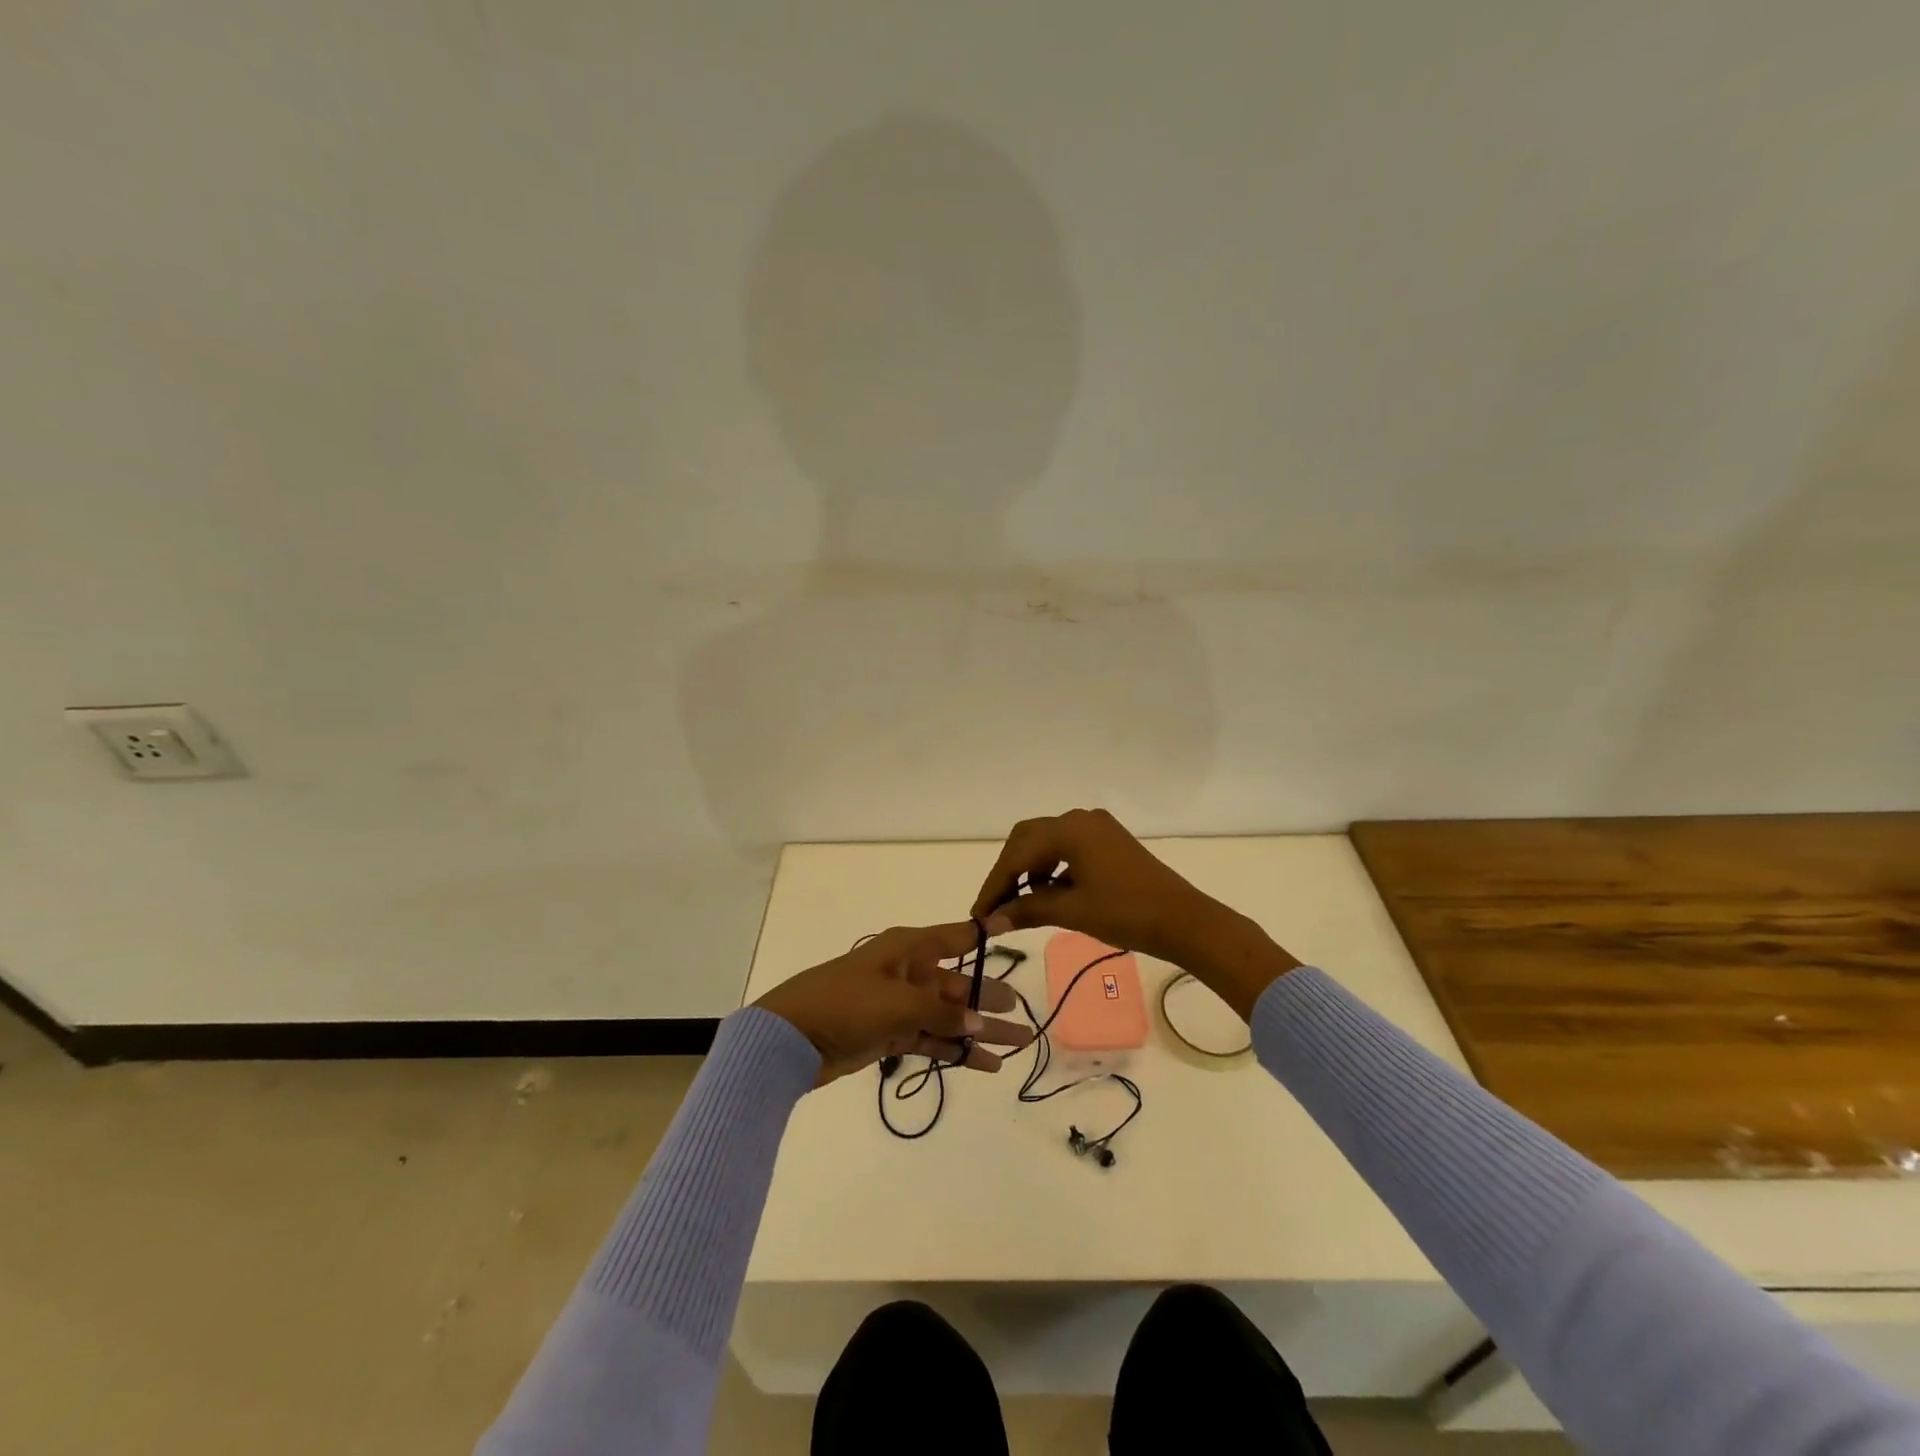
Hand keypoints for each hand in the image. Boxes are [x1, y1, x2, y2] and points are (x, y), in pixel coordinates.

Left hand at [754, 921, 1033, 1085]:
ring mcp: (899, 1005)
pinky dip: (955, 1051)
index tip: (1013, 929)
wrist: (790, 1038)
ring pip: (949, 1015)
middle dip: (990, 999)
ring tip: (1016, 1045)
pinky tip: (984, 1064)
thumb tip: (981, 1022)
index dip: (984, 935)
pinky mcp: (890, 1034)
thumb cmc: (845, 1003)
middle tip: (1024, 1015)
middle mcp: (909, 972)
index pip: (955, 937)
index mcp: (909, 949)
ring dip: (979, 1031)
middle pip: (958, 984)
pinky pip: (932, 1039)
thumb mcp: (898, 1002)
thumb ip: (942, 1011)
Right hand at [970, 808, 1299, 1018]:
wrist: (1184, 920)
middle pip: (1028, 839)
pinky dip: (1053, 869)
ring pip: (1047, 843)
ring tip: (1024, 904)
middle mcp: (1080, 818)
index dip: (995, 884)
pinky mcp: (1109, 841)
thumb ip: (1027, 909)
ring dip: (1030, 870)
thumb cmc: (1126, 913)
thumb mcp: (1072, 911)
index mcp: (1069, 829)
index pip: (1017, 854)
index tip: (979, 914)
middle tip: (996, 906)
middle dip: (1009, 871)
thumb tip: (990, 922)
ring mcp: (1097, 827)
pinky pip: (1068, 848)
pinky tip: (1052, 893)